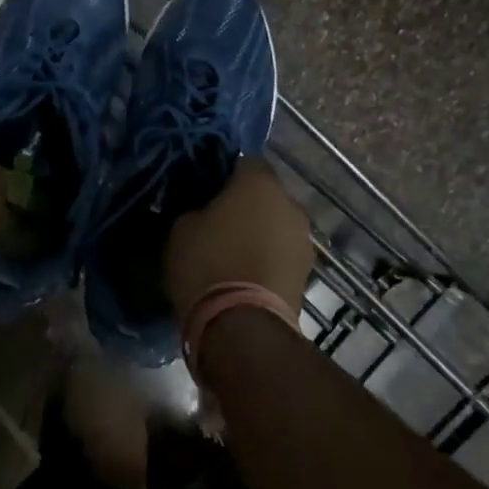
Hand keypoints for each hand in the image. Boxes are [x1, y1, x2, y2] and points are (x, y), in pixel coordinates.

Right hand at [163, 159, 312, 326]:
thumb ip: (195, 208)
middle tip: (217, 221)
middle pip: (265, 195)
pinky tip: (245, 273)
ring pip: (276, 225)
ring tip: (231, 252)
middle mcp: (290, 204)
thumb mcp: (181, 228)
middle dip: (245, 204)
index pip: (245, 162)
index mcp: (259, 183)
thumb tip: (202, 209)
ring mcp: (303, 240)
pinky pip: (281, 253)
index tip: (206, 190)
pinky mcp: (306, 273)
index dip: (225, 174)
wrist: (242, 326)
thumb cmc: (207, 263)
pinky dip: (267, 257)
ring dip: (259, 232)